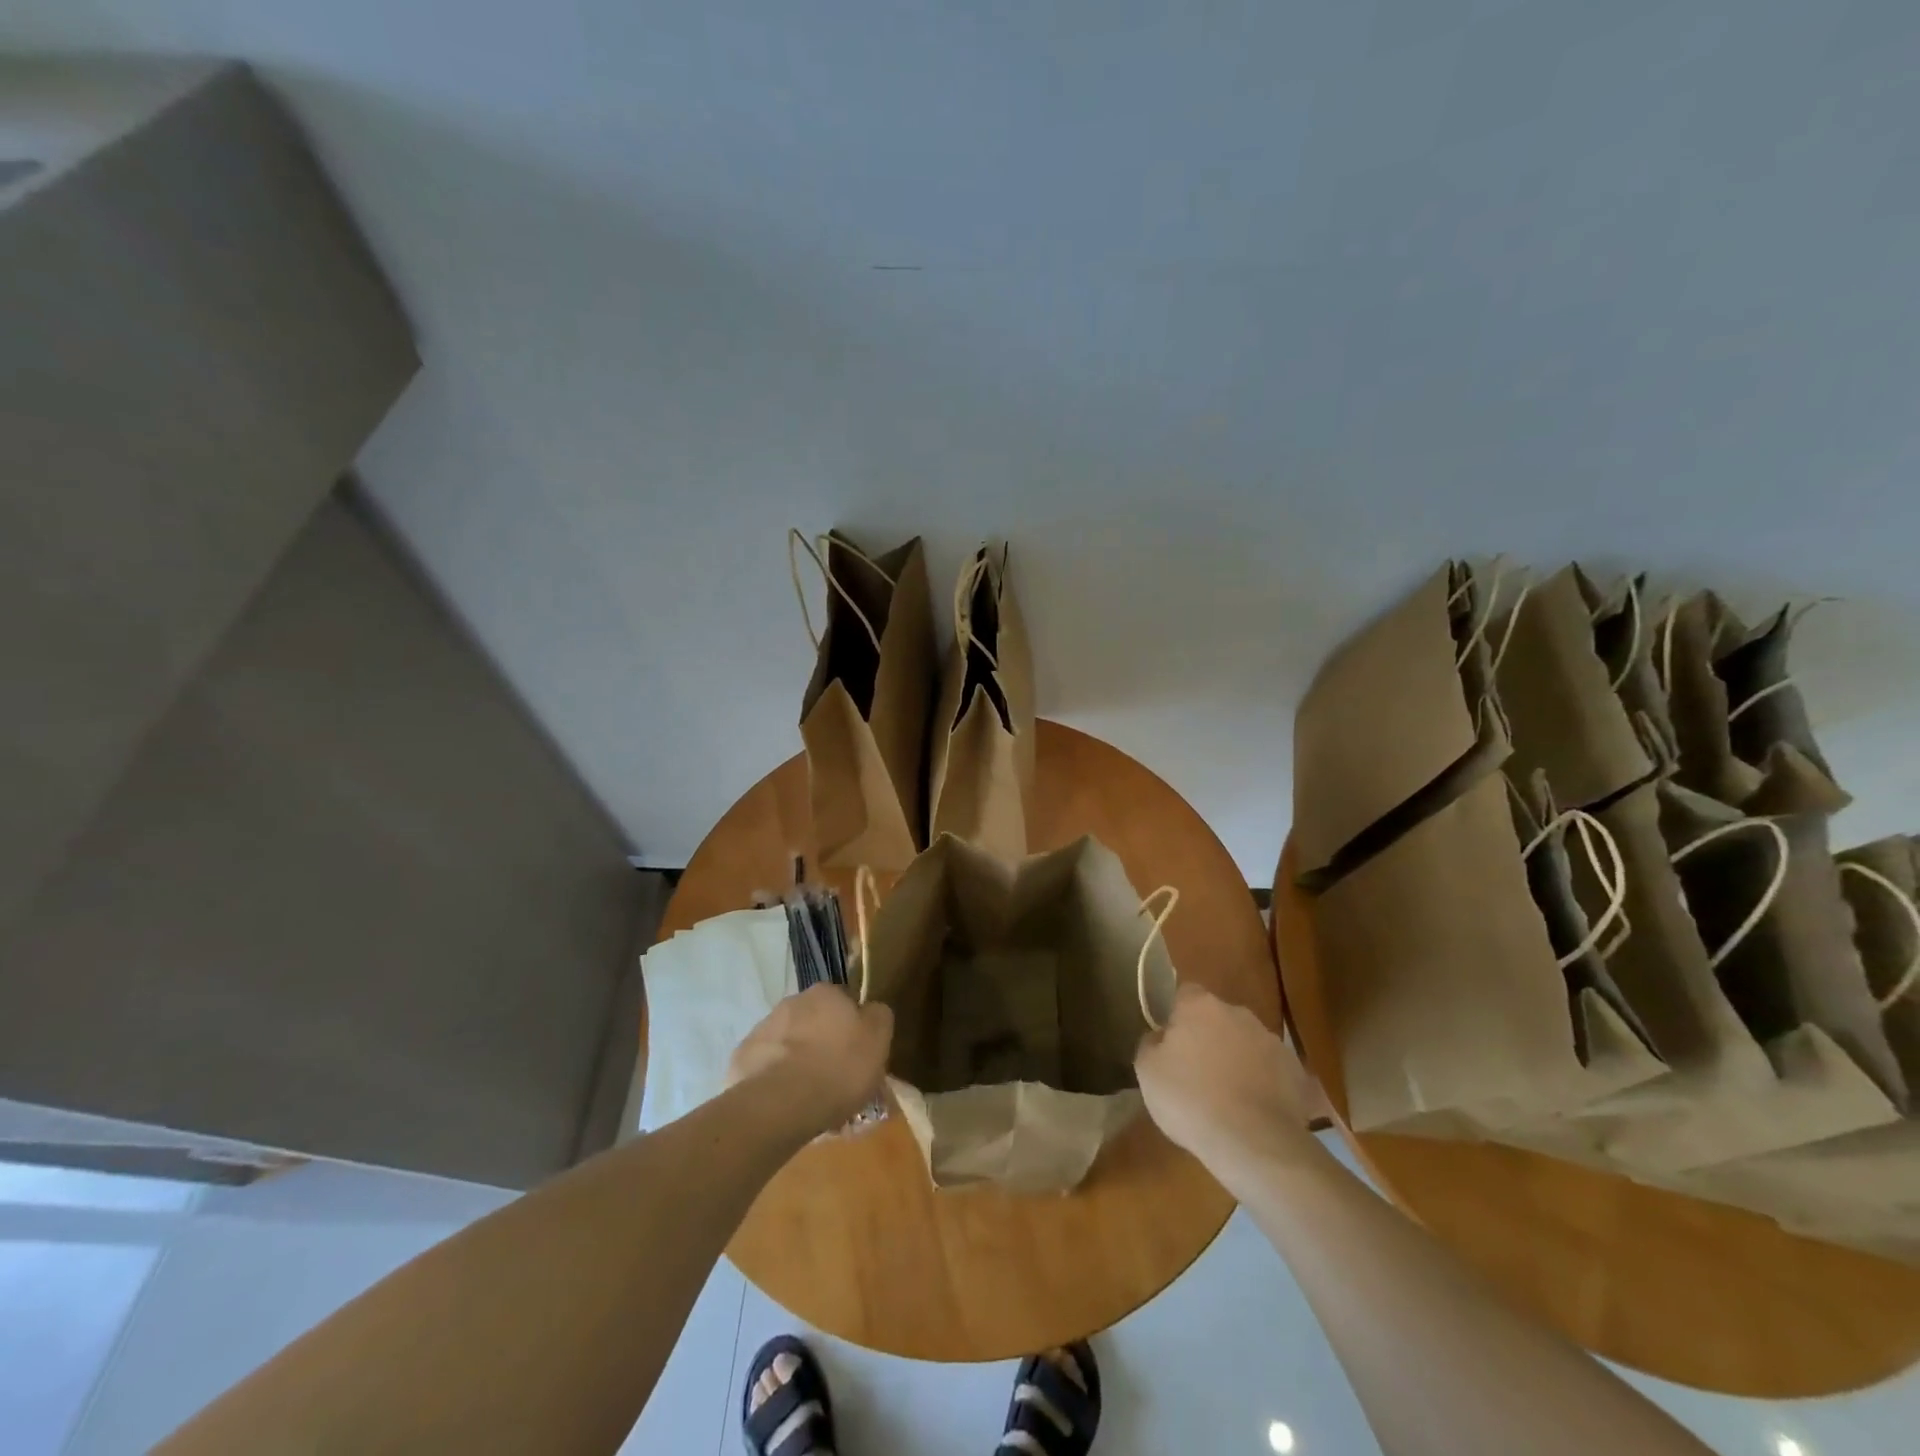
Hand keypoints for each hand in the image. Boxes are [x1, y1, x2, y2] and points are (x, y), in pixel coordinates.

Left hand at [726, 985, 893, 1136]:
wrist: (780, 1104)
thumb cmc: (839, 1068)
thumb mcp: (878, 1040)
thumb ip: (879, 1016)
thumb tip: (871, 1010)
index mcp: (825, 993)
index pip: (845, 1000)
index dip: (854, 1026)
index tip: (859, 1053)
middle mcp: (792, 1001)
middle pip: (815, 1021)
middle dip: (824, 1042)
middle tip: (836, 1076)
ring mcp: (763, 1029)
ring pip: (789, 1043)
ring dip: (799, 1060)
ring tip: (810, 1096)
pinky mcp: (742, 1058)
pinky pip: (767, 1066)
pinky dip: (777, 1079)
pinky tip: (786, 1103)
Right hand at [1135, 984, 1315, 1184]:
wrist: (1253, 1142)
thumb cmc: (1189, 1099)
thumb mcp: (1147, 1071)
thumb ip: (1151, 1043)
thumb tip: (1161, 1037)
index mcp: (1199, 1005)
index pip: (1185, 994)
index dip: (1177, 1016)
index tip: (1172, 1043)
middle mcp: (1238, 1013)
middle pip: (1218, 1017)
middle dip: (1209, 1037)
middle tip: (1197, 1071)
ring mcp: (1271, 1040)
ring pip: (1246, 1042)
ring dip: (1237, 1059)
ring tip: (1228, 1096)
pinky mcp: (1296, 1071)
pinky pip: (1270, 1070)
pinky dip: (1262, 1083)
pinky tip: (1253, 1110)